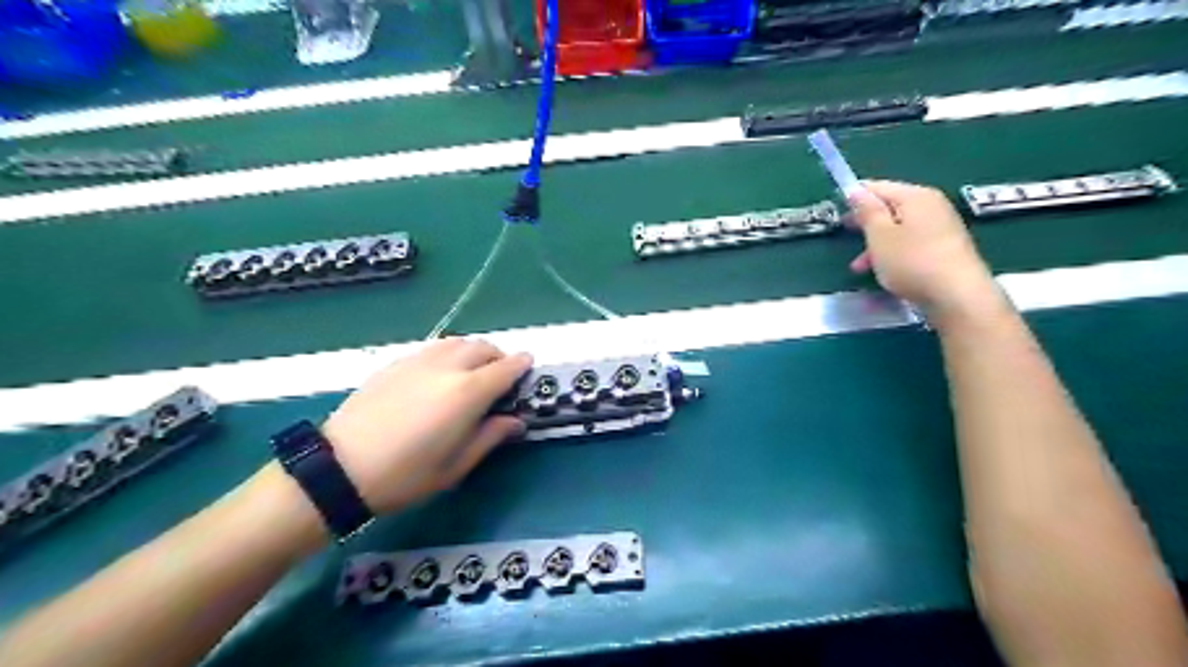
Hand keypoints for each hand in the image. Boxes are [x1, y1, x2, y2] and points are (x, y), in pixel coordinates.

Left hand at [324, 338, 530, 514]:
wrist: (340, 468)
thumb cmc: (406, 475)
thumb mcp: (456, 465)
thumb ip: (491, 436)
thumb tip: (515, 421)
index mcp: (468, 392)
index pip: (506, 368)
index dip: (522, 365)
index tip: (529, 367)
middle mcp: (447, 367)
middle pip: (483, 347)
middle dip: (499, 357)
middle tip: (501, 377)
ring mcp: (418, 361)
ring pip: (457, 342)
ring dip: (473, 351)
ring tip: (472, 372)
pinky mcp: (396, 363)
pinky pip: (433, 348)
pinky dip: (448, 354)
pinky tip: (440, 375)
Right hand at [848, 177, 1005, 318]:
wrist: (957, 296)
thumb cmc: (912, 261)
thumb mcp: (880, 235)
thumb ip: (867, 211)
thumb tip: (856, 191)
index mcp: (915, 196)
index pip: (878, 187)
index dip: (855, 196)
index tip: (836, 210)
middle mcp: (931, 205)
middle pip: (890, 207)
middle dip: (865, 223)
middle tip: (845, 236)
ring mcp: (941, 227)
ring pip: (898, 229)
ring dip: (875, 244)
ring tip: (858, 267)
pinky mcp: (944, 249)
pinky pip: (910, 243)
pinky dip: (892, 253)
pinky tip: (882, 272)